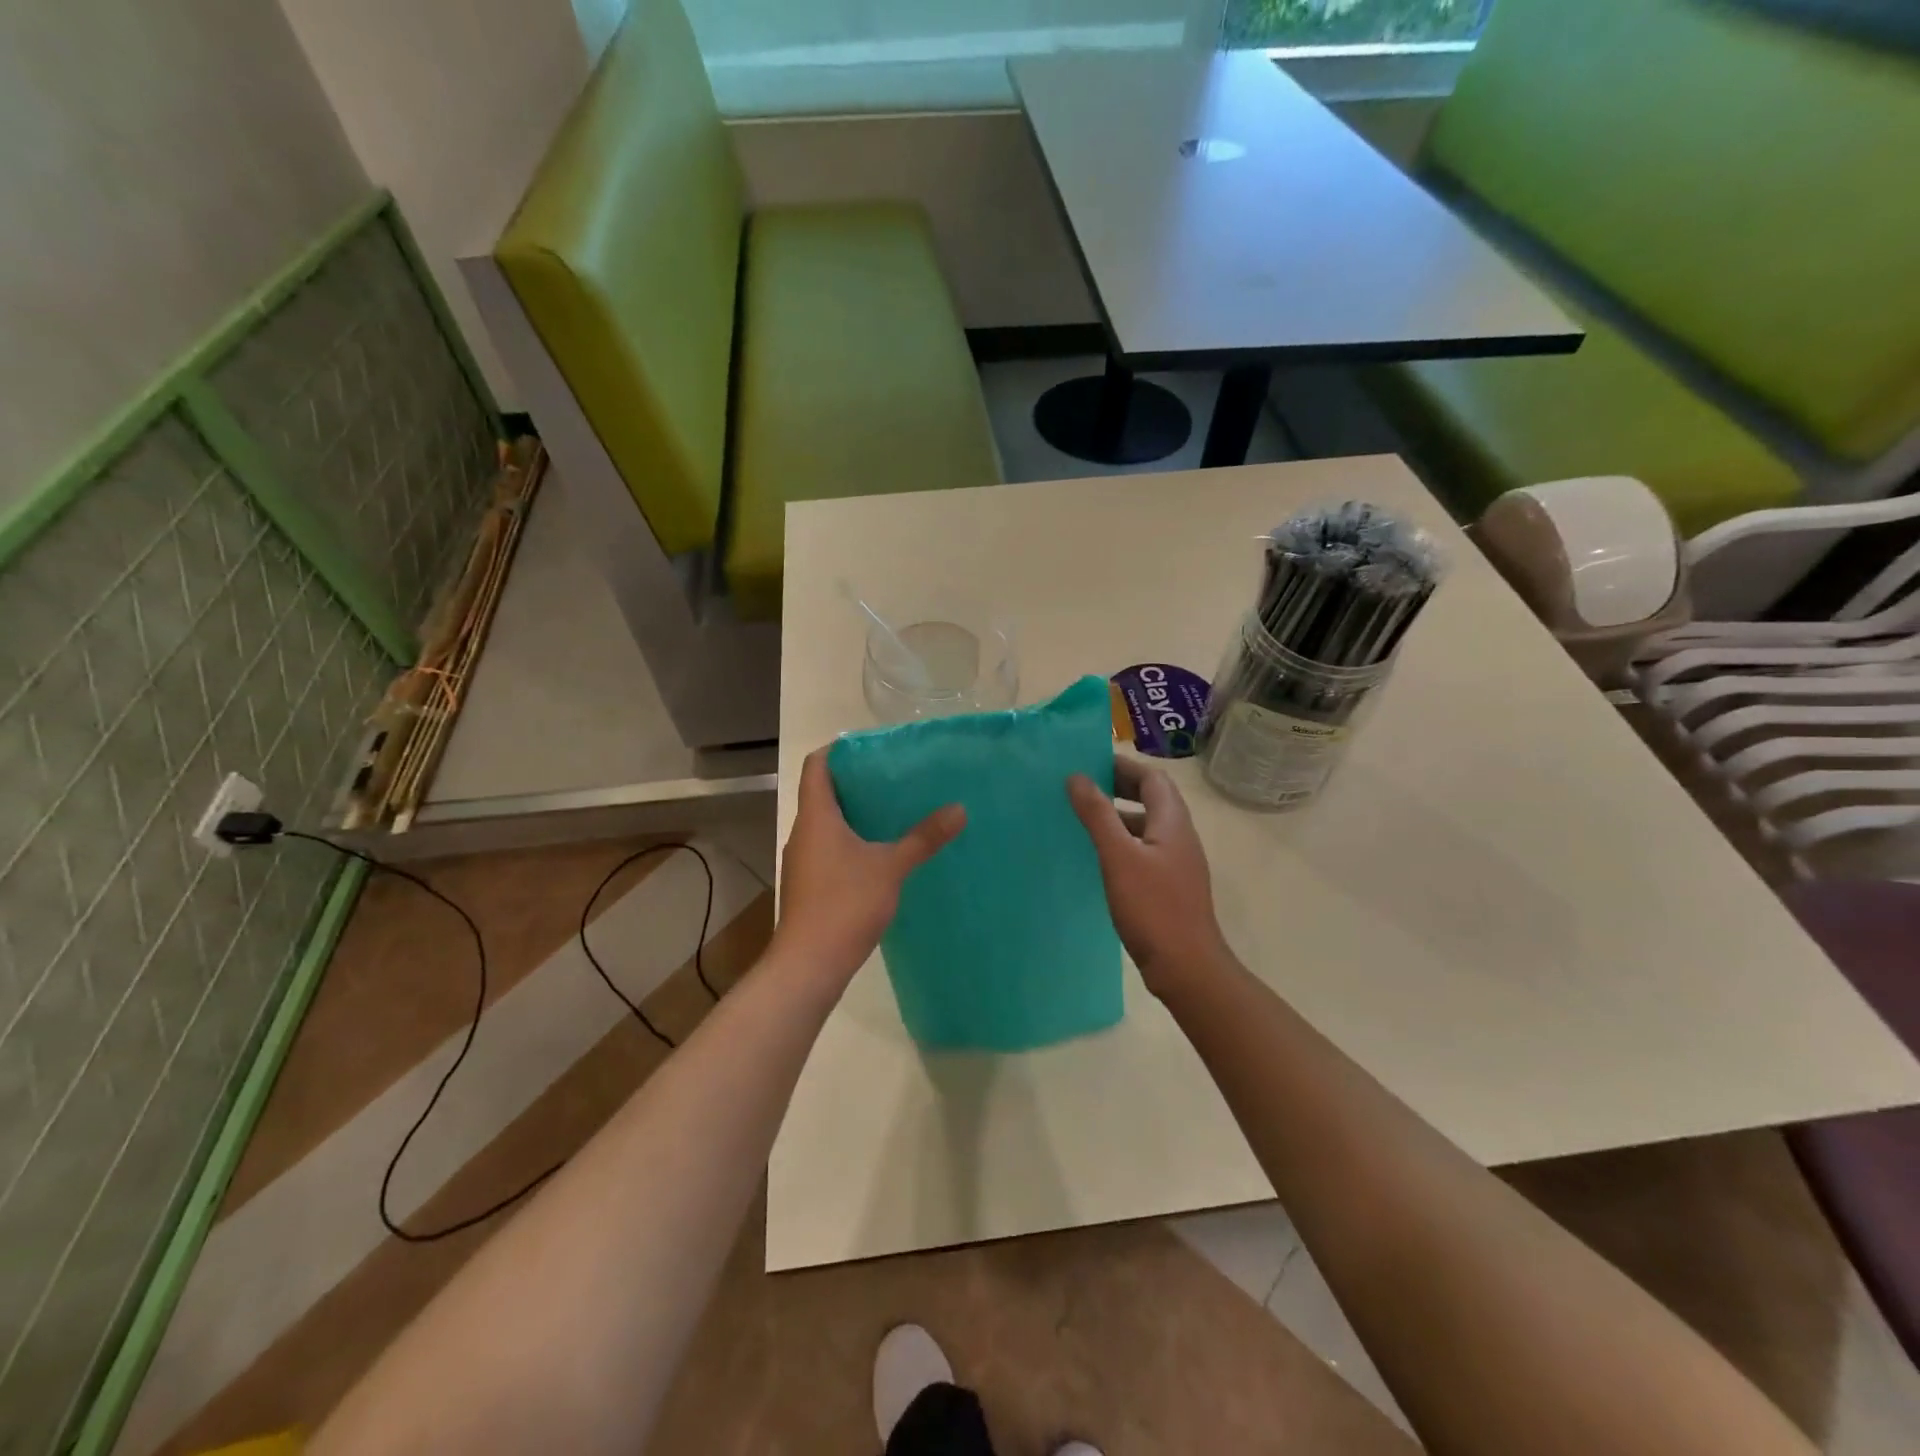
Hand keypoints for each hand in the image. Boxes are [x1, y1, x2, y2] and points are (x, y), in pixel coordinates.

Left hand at [772, 747, 965, 986]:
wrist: (809, 964)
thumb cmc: (844, 904)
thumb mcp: (891, 867)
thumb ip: (923, 838)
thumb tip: (959, 809)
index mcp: (816, 816)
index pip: (817, 765)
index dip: (840, 750)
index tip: (873, 747)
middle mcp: (804, 832)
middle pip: (824, 792)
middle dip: (857, 782)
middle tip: (895, 776)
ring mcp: (804, 860)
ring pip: (827, 823)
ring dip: (855, 813)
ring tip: (894, 809)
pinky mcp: (810, 884)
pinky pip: (830, 848)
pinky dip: (852, 841)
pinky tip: (881, 852)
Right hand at [1068, 755, 1231, 996]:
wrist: (1186, 967)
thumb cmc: (1153, 908)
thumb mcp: (1119, 857)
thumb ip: (1098, 815)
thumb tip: (1077, 777)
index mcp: (1173, 822)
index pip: (1152, 778)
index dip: (1123, 765)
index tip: (1089, 763)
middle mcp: (1179, 837)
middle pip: (1152, 798)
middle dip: (1119, 787)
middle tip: (1082, 786)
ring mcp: (1176, 863)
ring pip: (1146, 826)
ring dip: (1118, 816)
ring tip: (1083, 818)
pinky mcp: (1168, 886)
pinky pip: (1144, 850)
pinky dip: (1121, 842)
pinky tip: (1098, 857)